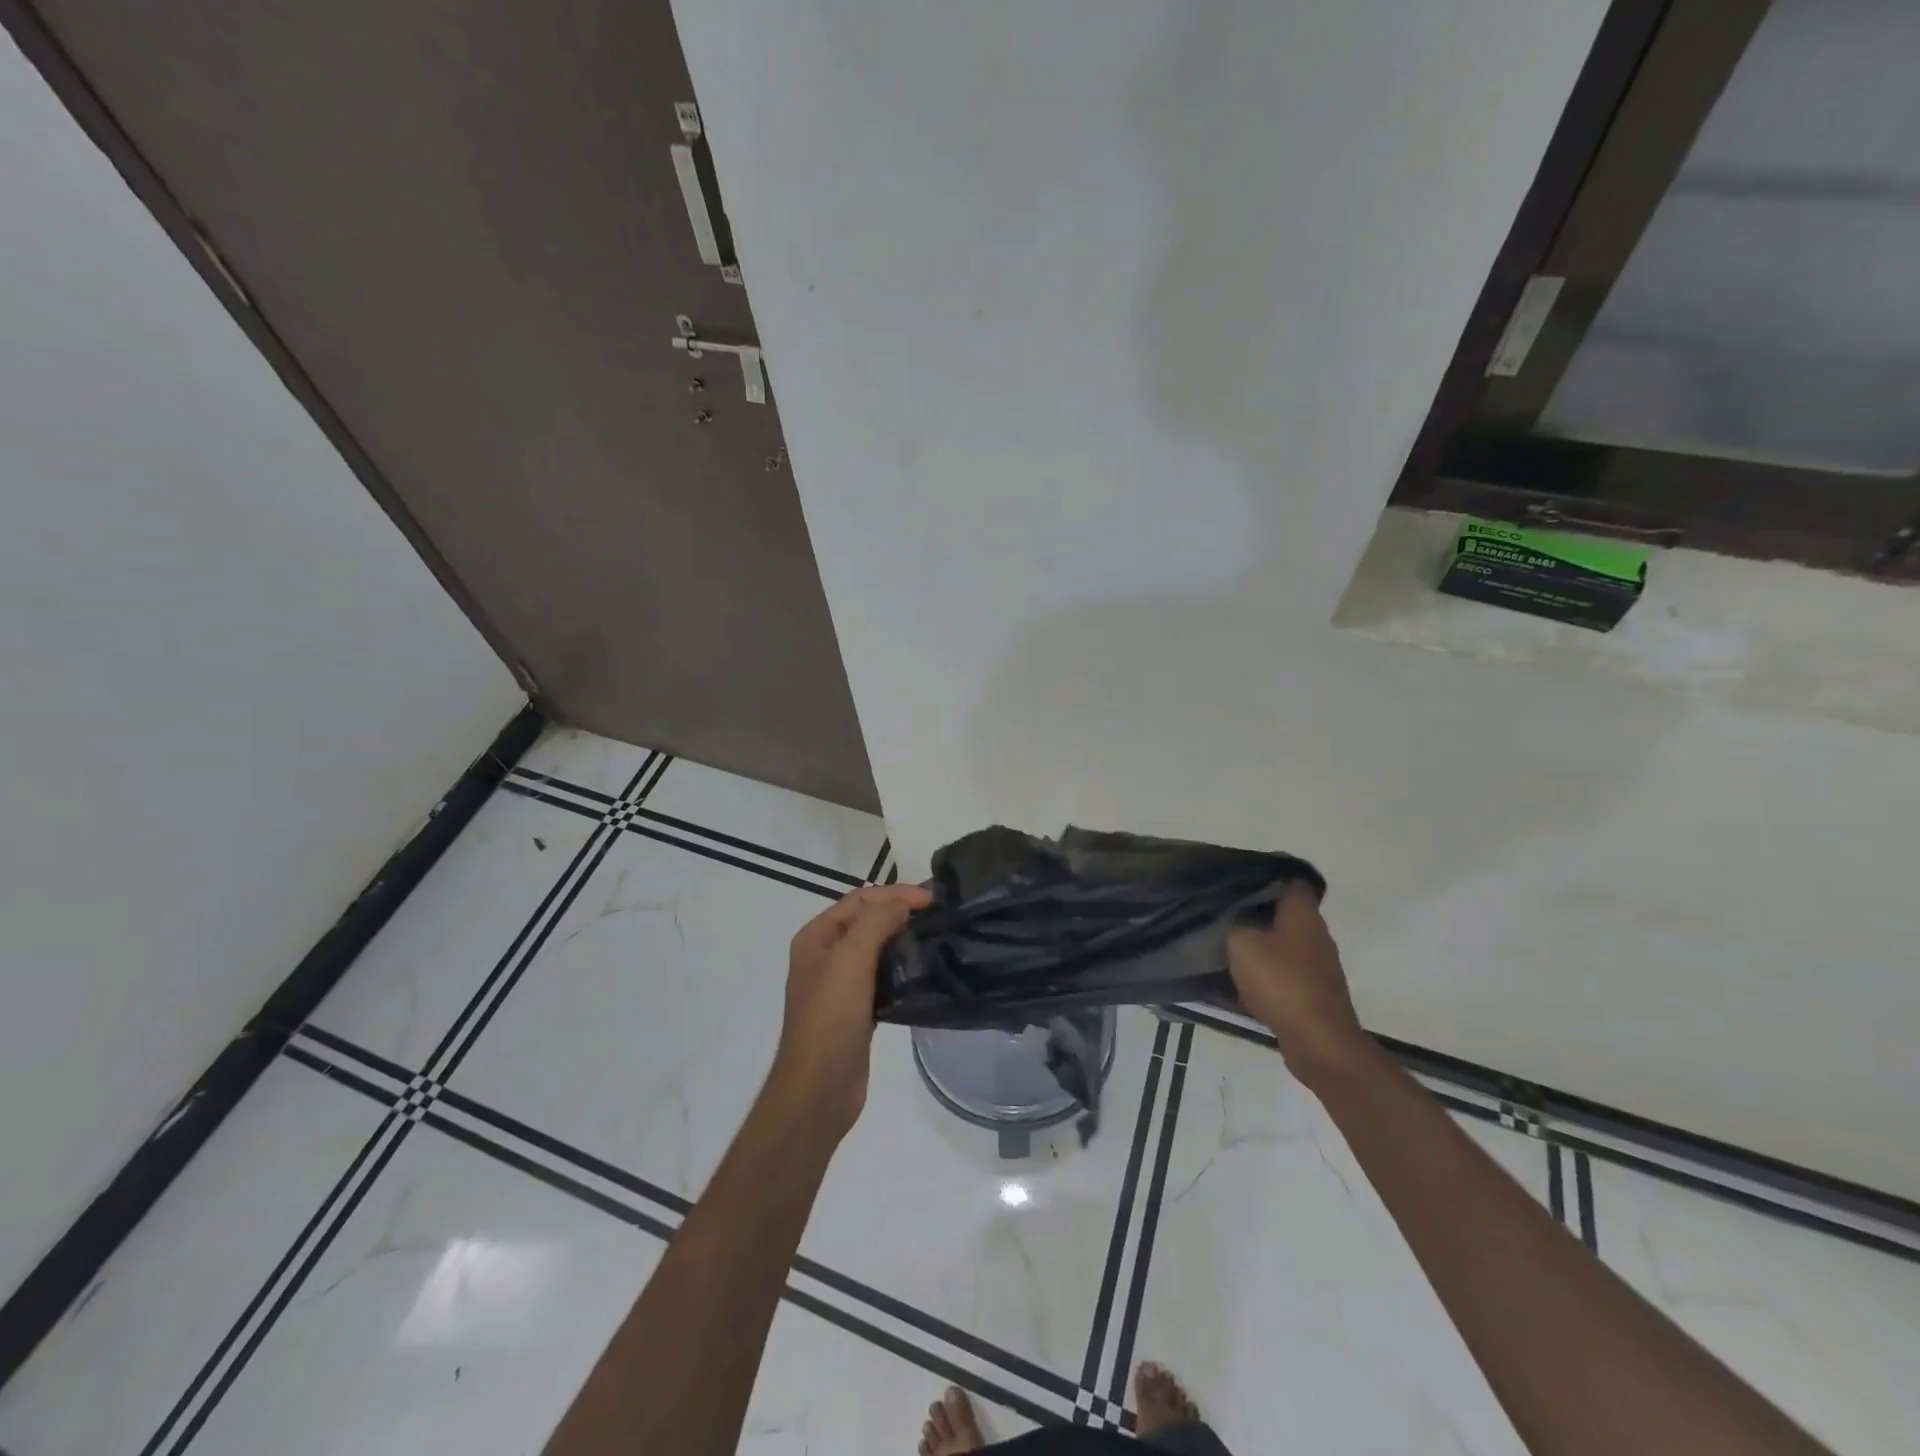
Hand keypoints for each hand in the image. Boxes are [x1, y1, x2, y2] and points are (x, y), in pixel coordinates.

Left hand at [768, 883, 931, 1139]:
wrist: (819, 1089)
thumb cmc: (830, 1019)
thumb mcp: (849, 961)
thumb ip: (875, 923)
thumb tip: (901, 904)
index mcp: (816, 937)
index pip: (860, 899)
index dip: (895, 894)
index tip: (932, 899)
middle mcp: (825, 954)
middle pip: (867, 920)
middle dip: (900, 911)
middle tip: (938, 914)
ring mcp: (840, 983)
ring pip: (876, 948)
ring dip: (902, 938)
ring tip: (935, 937)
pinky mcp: (857, 1008)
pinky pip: (881, 976)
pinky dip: (901, 966)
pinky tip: (923, 970)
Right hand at [1225, 886, 1372, 1086]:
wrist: (1319, 1042)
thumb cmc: (1280, 982)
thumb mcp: (1241, 943)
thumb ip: (1233, 924)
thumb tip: (1233, 921)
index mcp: (1303, 914)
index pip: (1290, 880)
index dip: (1264, 877)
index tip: (1236, 882)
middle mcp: (1316, 934)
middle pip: (1284, 914)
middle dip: (1255, 914)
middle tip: (1222, 914)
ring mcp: (1318, 966)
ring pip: (1282, 945)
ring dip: (1258, 947)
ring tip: (1224, 947)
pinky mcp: (1313, 992)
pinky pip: (1283, 974)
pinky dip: (1264, 975)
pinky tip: (1238, 983)